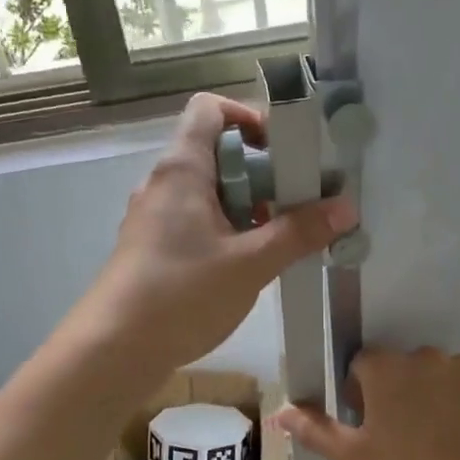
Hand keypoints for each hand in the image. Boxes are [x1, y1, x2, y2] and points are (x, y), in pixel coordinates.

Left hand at [75, 94, 354, 373]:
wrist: (113, 350)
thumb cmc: (181, 295)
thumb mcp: (250, 264)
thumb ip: (299, 232)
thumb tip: (346, 207)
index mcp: (182, 169)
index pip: (209, 109)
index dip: (249, 117)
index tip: (283, 151)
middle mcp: (163, 184)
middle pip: (215, 153)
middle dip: (261, 173)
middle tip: (295, 204)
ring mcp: (153, 218)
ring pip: (207, 192)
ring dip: (246, 207)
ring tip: (277, 239)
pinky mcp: (152, 248)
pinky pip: (195, 222)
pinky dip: (225, 231)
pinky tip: (246, 266)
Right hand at [273, 348, 459, 459]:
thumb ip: (316, 431)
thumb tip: (280, 412)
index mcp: (386, 369)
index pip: (361, 366)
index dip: (360, 395)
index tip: (370, 427)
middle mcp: (424, 355)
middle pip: (400, 369)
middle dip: (398, 394)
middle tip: (404, 439)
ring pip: (437, 376)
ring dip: (433, 397)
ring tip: (441, 441)